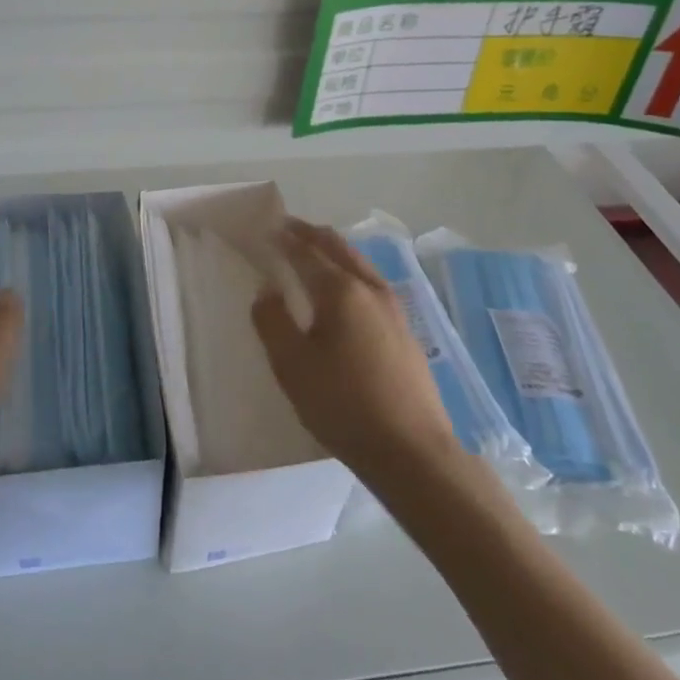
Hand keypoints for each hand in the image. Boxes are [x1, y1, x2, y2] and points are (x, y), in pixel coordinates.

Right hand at [252, 218, 457, 480]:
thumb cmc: (343, 405)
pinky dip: (350, 272)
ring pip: (360, 264)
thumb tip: (267, 289)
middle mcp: (371, 289)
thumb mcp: (292, 366)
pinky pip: (372, 285)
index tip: (268, 228)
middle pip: (338, 248)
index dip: (285, 239)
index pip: (307, 252)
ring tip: (315, 252)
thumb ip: (272, 321)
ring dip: (334, 251)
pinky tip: (347, 292)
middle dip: (311, 234)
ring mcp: (395, 310)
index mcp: (341, 291)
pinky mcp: (406, 332)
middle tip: (289, 228)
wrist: (412, 452)